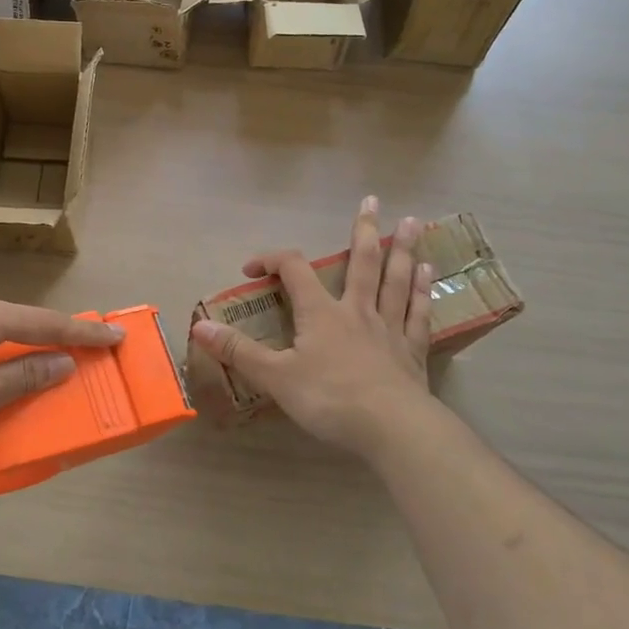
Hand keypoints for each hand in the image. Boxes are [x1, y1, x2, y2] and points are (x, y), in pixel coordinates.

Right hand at [190, 197, 433, 459]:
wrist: (392, 428)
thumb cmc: (330, 399)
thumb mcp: (276, 377)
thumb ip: (239, 351)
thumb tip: (199, 327)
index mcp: (321, 314)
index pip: (294, 270)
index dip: (272, 260)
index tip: (252, 268)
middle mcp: (357, 311)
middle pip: (361, 262)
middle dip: (363, 230)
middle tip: (372, 200)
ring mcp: (388, 329)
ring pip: (396, 280)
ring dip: (402, 250)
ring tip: (411, 223)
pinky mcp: (412, 352)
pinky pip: (417, 314)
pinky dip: (422, 292)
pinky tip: (429, 273)